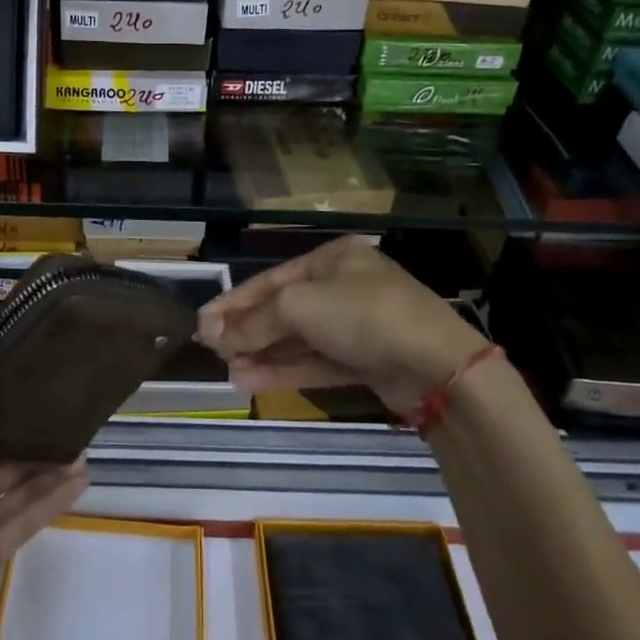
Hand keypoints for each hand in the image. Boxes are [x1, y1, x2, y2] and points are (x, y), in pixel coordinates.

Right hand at [196, 236, 491, 412]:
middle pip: (283, 309)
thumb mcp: (300, 307)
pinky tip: (252, 380)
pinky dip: (285, 370)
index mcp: (332, 259)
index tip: (203, 322)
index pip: (271, 280)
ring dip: (262, 354)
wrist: (437, 365)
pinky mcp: (365, 360)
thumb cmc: (363, 314)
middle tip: (211, 349)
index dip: (234, 301)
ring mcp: (356, 325)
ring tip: (227, 371)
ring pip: (298, 339)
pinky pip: (316, 362)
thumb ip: (255, 321)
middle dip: (247, 330)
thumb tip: (213, 334)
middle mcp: (343, 286)